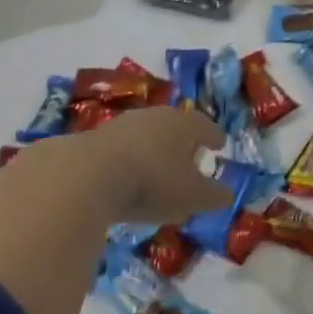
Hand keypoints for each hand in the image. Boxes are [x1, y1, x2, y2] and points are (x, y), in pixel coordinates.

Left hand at [33, 106, 228, 225]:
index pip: (203, 125)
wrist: (85, 176)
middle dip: (181, 142)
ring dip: (153, 152)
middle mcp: (152, 117)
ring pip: (144, 137)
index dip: (213, 136)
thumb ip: (213, 196)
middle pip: (172, 126)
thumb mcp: (192, 196)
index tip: (219, 144)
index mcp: (181, 123)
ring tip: (158, 172)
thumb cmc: (152, 181)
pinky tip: (127, 182)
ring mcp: (119, 127)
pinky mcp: (92, 143)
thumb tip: (227, 193)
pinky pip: (120, 152)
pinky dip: (129, 164)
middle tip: (189, 157)